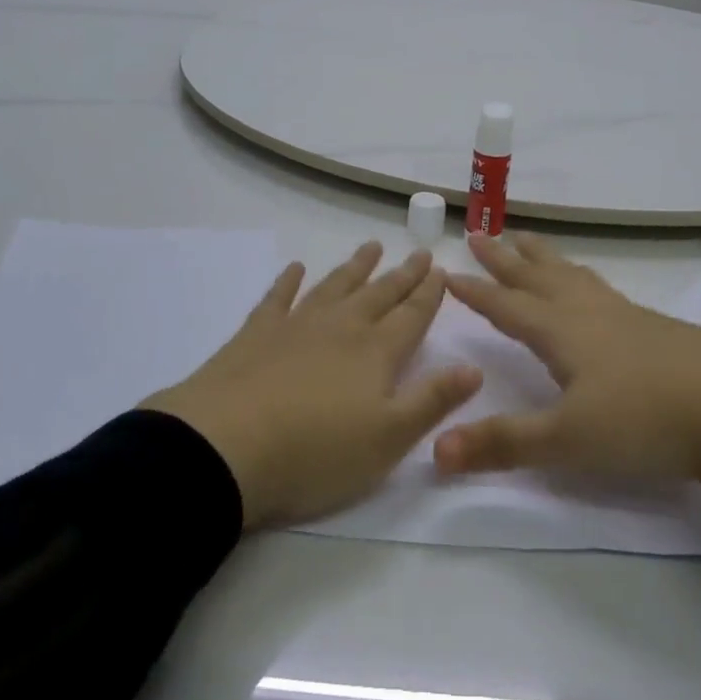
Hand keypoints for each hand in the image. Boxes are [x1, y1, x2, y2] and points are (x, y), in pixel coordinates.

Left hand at [142, 243, 480, 530]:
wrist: (226, 447)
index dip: (429, 293)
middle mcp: (341, 327)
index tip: (441, 269)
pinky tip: (296, 268)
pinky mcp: (256, 333)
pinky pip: (278, 297)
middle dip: (402, 274)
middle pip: (379, 294)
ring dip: (355, 267)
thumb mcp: (388, 438)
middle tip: (419, 252)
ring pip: (335, 286)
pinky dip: (288, 281)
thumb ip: (433, 400)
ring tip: (371, 247)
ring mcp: (296, 325)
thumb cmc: (315, 452)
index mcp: (376, 352)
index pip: (412, 315)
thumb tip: (474, 367)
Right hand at [435, 234, 700, 499]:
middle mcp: (587, 312)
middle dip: (505, 258)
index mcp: (560, 331)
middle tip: (481, 233)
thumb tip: (434, 450)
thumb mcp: (568, 441)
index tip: (447, 271)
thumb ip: (503, 444)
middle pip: (537, 276)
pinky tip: (592, 291)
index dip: (476, 291)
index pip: (506, 305)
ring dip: (544, 258)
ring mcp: (625, 315)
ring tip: (529, 242)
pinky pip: (601, 288)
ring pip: (572, 275)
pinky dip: (581, 277)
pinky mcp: (655, 327)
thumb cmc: (645, 421)